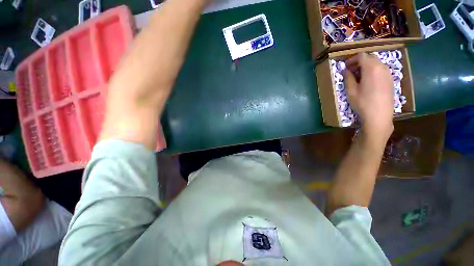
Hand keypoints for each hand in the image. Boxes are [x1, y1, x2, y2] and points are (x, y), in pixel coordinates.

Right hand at [343, 52, 393, 141]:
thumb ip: (348, 78)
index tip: (345, 67)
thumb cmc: (363, 103)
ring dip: (366, 66)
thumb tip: (345, 70)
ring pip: (376, 63)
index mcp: (371, 68)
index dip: (352, 59)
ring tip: (358, 77)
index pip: (361, 56)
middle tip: (350, 71)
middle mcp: (382, 67)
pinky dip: (373, 71)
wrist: (379, 115)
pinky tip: (367, 81)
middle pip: (370, 58)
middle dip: (359, 62)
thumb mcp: (351, 91)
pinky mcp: (390, 80)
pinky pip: (381, 70)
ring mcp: (388, 73)